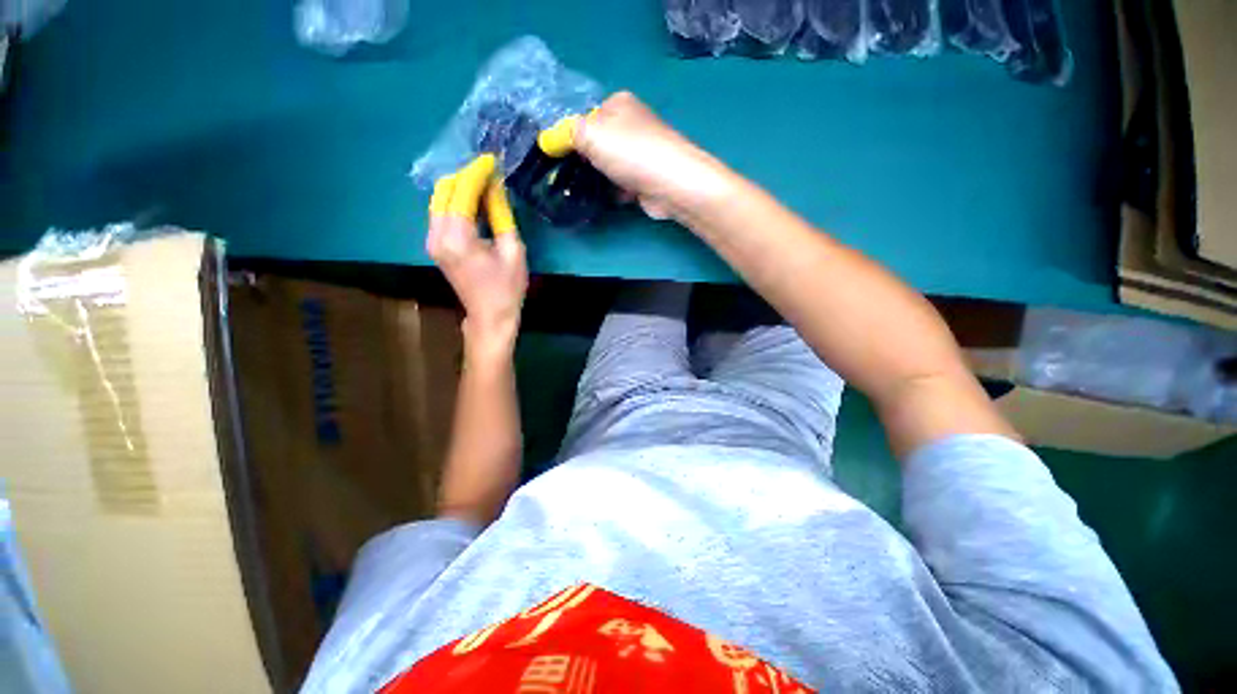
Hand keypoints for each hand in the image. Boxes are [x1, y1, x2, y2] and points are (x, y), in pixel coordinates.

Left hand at [427, 155, 527, 356]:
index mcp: (458, 238)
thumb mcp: (513, 250)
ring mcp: (432, 241)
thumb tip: (496, 186)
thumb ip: (501, 215)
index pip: (462, 192)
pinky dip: (455, 200)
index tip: (491, 160)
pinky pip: (440, 212)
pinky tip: (473, 201)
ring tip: (484, 183)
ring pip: (439, 199)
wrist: (489, 316)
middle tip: (489, 171)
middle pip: (444, 190)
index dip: (477, 173)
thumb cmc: (507, 288)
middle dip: (465, 176)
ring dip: (459, 187)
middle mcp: (437, 235)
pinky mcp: (434, 245)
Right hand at [574, 92, 731, 221]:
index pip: (586, 117)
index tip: (560, 156)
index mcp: (619, 104)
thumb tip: (548, 139)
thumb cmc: (630, 152)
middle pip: (599, 143)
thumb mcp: (589, 135)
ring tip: (582, 190)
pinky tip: (604, 199)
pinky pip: (622, 183)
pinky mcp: (646, 178)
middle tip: (568, 176)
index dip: (571, 137)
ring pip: (610, 165)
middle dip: (585, 160)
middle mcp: (632, 125)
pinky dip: (614, 191)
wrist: (672, 184)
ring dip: (598, 178)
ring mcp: (641, 153)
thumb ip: (566, 134)